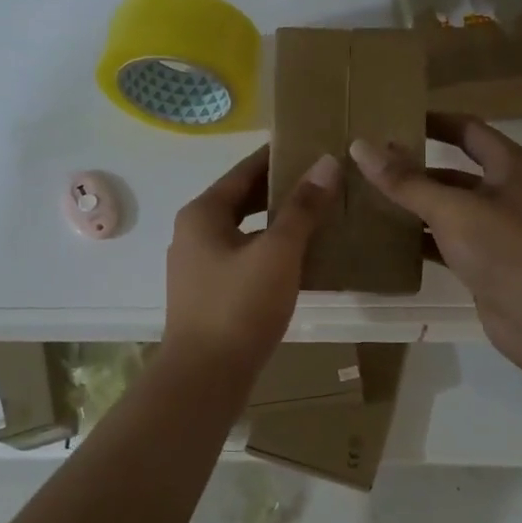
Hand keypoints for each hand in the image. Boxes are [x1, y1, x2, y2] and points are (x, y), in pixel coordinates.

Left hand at [162, 144, 341, 374]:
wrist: (204, 378)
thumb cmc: (239, 307)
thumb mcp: (277, 252)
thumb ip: (302, 208)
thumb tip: (327, 163)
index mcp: (203, 213)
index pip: (245, 170)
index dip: (278, 156)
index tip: (312, 144)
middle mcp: (194, 232)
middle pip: (243, 199)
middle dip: (281, 190)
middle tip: (325, 179)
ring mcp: (198, 265)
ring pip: (245, 230)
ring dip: (278, 222)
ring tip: (320, 215)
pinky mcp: (209, 293)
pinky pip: (244, 257)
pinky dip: (270, 250)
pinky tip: (302, 258)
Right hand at [349, 114, 521, 372]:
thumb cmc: (505, 249)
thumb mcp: (452, 209)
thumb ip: (405, 181)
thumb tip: (360, 147)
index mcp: (510, 165)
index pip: (466, 129)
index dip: (431, 121)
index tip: (390, 121)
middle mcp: (505, 191)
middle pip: (453, 169)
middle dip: (413, 167)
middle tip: (368, 164)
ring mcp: (496, 228)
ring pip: (447, 207)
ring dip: (412, 204)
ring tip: (367, 199)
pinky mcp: (485, 260)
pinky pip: (445, 240)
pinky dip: (419, 238)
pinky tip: (385, 240)